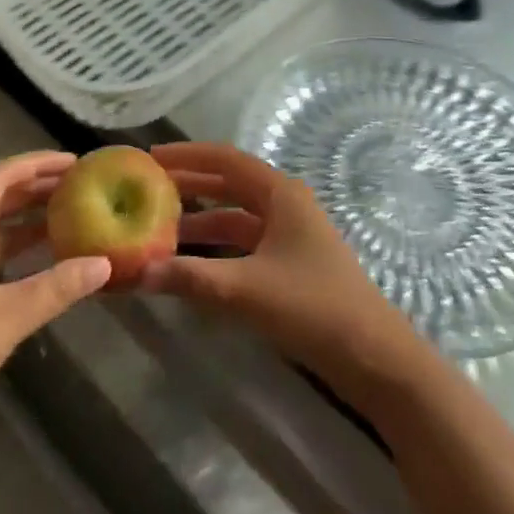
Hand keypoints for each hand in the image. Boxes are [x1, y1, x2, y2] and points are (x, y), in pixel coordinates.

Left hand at [0, 151, 109, 448]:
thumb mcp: (6, 319)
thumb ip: (57, 287)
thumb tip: (104, 263)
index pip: (1, 178)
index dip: (39, 164)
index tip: (77, 162)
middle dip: (38, 189)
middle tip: (81, 186)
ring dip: (29, 219)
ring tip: (71, 213)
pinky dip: (17, 249)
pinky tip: (45, 257)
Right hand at [141, 142, 424, 393]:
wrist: (375, 358)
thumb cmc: (313, 308)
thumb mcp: (247, 290)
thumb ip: (192, 279)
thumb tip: (138, 273)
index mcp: (280, 193)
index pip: (225, 160)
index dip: (187, 155)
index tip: (151, 156)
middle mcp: (285, 205)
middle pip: (229, 185)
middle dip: (190, 185)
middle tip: (148, 188)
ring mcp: (290, 235)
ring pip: (236, 217)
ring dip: (201, 221)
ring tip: (159, 229)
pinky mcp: (291, 264)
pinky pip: (245, 244)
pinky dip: (217, 248)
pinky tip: (191, 264)